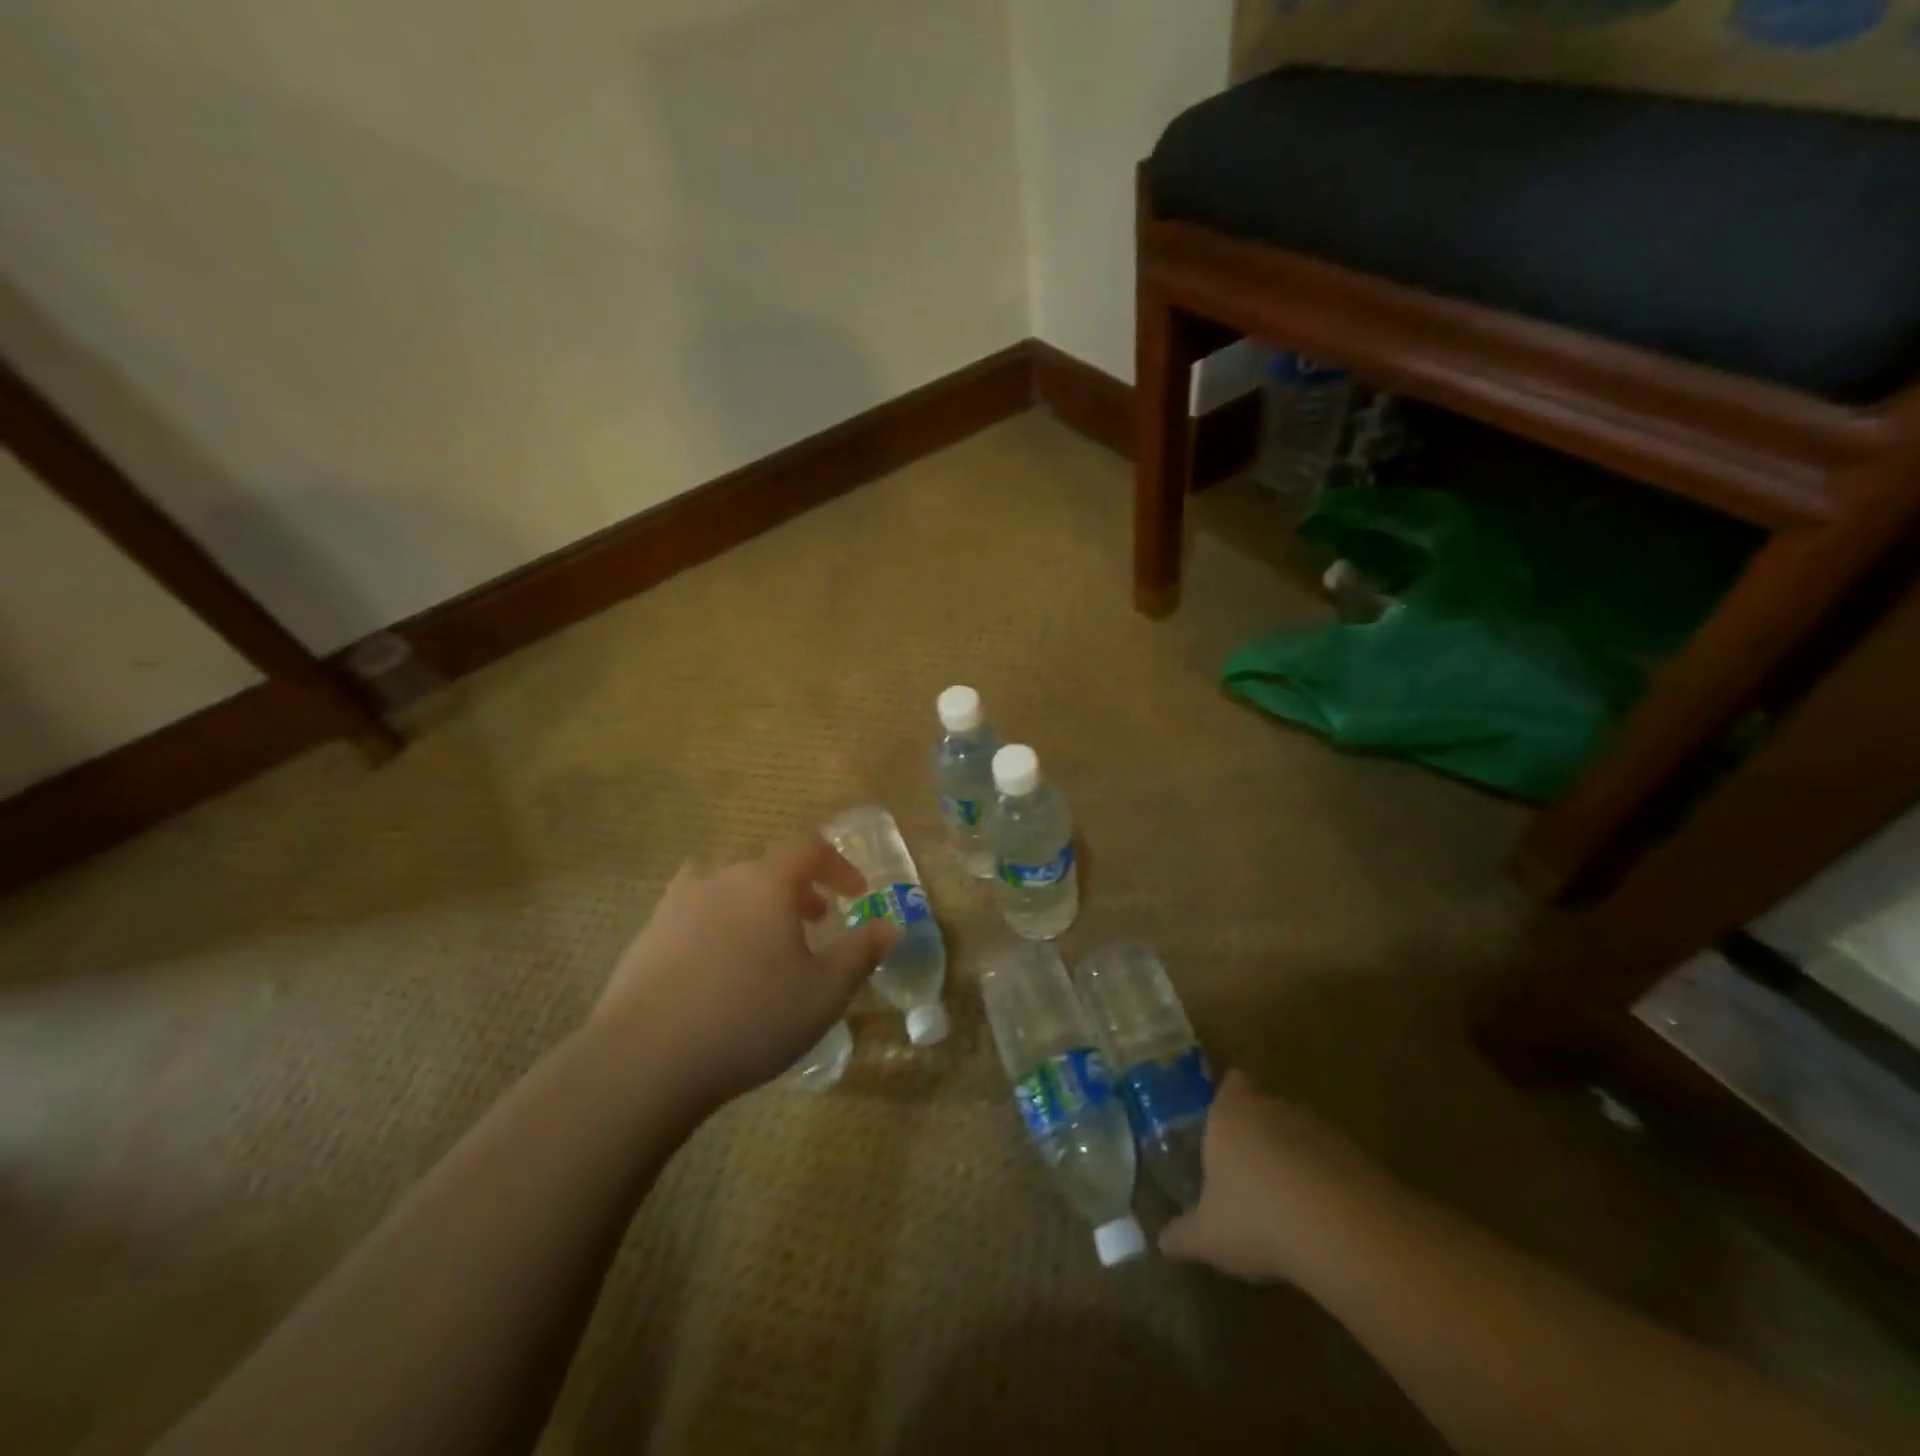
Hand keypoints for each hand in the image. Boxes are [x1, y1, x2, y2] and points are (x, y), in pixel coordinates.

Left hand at [591, 834, 897, 1108]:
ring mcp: (677, 904)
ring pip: (724, 884)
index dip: (839, 866)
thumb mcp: (825, 992)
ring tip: (764, 941)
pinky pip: (692, 913)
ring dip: (753, 901)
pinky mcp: (647, 936)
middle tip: (814, 921)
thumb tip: (891, 927)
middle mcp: (720, 878)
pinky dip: (716, 925)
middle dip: (797, 887)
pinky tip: (717, 968)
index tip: (857, 895)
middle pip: (765, 864)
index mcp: (766, 881)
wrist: (646, 1058)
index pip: (810, 849)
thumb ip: (862, 952)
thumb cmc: (751, 1017)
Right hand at [1160, 1070, 1397, 1283]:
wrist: (1343, 1230)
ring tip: (1287, 1203)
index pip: (1231, 1083)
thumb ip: (1183, 1235)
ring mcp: (1319, 1129)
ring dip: (1294, 1158)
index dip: (1229, 1098)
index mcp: (1230, 1114)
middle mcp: (1273, 1108)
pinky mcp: (1357, 1156)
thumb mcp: (1209, 1237)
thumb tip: (1162, 1241)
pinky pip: (1332, 1161)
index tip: (1225, 1124)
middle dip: (1259, 1133)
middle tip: (1249, 1172)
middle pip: (1265, 1107)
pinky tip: (1322, 1220)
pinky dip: (1326, 1182)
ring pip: (1300, 1133)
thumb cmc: (1257, 1218)